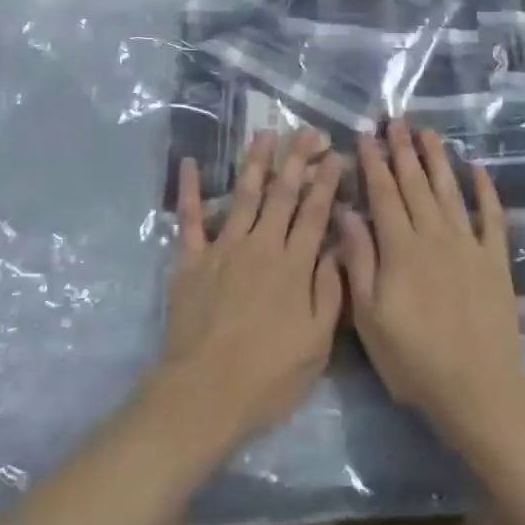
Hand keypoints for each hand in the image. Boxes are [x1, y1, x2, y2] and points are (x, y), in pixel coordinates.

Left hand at [149, 128, 344, 458]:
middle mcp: (262, 246)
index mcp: (294, 266)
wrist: (205, 392)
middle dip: (297, 159)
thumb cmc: (268, 376)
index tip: (336, 155)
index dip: (327, 181)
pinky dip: (189, 190)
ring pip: (244, 195)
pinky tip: (188, 163)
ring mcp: (224, 248)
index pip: (315, 213)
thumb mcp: (316, 343)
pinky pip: (190, 219)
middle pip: (283, 194)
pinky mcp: (192, 260)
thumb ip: (329, 292)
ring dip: (255, 162)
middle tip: (307, 131)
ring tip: (265, 133)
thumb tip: (336, 248)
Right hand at [337, 119, 524, 447]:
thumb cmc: (413, 358)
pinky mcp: (495, 261)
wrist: (478, 389)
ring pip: (450, 191)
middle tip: (395, 120)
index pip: (383, 193)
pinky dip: (486, 191)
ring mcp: (469, 245)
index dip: (373, 162)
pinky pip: (491, 217)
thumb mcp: (369, 316)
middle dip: (403, 150)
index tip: (365, 135)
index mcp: (400, 247)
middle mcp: (434, 235)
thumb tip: (345, 212)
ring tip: (428, 132)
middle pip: (416, 184)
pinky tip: (479, 169)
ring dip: (438, 159)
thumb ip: (358, 260)